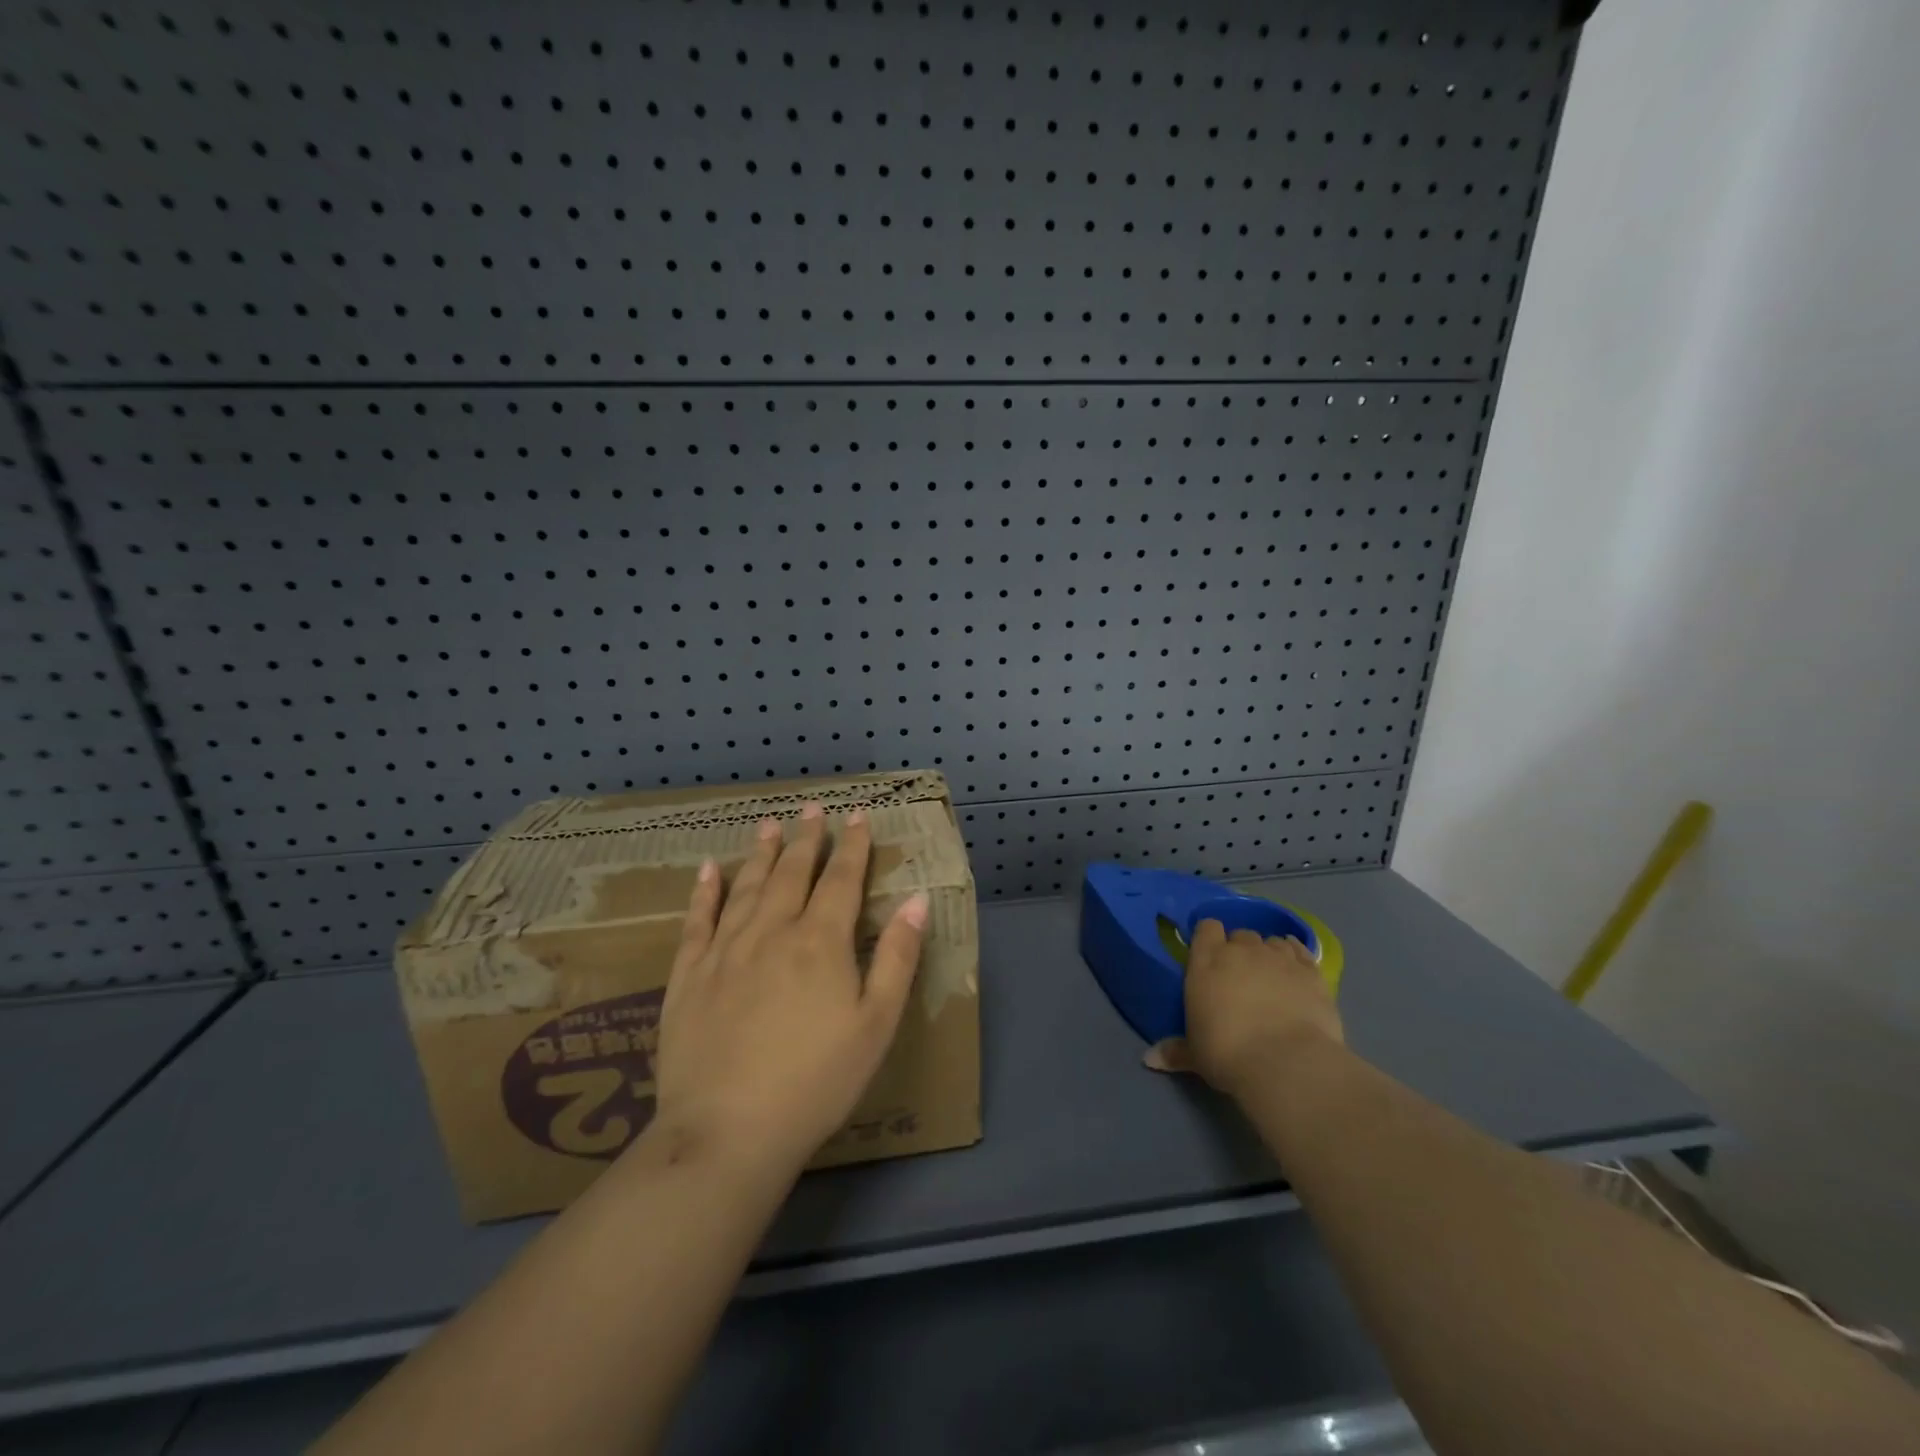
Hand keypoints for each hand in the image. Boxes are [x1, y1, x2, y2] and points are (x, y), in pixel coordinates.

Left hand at [646, 804, 927, 1174]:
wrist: (727, 1131)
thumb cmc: (816, 1082)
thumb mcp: (876, 1025)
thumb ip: (898, 958)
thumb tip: (917, 900)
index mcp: (821, 942)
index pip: (842, 879)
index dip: (853, 846)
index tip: (858, 816)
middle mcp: (772, 931)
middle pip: (793, 873)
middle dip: (807, 838)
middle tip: (813, 808)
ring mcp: (725, 950)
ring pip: (748, 886)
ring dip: (762, 853)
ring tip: (770, 825)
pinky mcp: (688, 975)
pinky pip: (698, 919)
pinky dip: (705, 891)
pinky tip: (710, 869)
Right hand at [1145, 920, 1343, 1095]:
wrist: (1286, 1062)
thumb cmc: (1228, 1053)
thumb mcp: (1195, 1055)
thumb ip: (1175, 1051)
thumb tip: (1150, 1059)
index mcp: (1207, 961)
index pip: (1207, 928)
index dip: (1209, 938)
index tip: (1210, 956)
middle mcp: (1242, 950)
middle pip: (1240, 934)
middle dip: (1240, 950)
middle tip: (1241, 977)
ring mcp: (1279, 957)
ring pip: (1272, 941)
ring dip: (1269, 954)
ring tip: (1271, 978)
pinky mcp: (1311, 971)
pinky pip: (1301, 951)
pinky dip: (1297, 957)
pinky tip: (1296, 971)